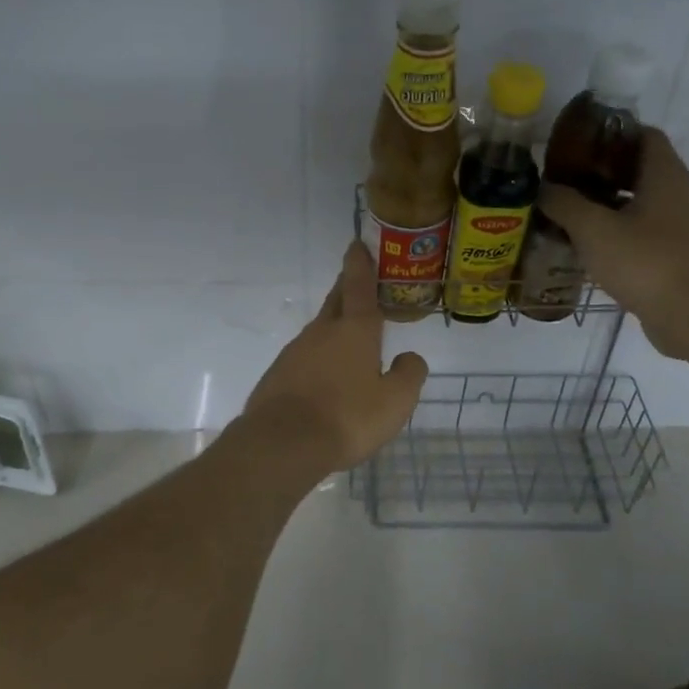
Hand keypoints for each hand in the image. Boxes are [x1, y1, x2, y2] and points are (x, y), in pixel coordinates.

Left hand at [240, 243, 429, 472]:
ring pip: (319, 331)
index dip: (361, 264)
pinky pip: (304, 358)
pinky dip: (318, 359)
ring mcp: (295, 352)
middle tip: (355, 280)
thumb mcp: (395, 402)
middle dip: (346, 287)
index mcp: (354, 330)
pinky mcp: (278, 375)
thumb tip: (410, 357)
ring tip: (348, 342)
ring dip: (333, 328)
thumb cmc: (348, 417)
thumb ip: (409, 375)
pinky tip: (324, 380)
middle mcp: (322, 332)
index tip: (357, 245)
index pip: (359, 286)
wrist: (283, 443)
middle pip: (336, 301)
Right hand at [538, 127, 688, 361]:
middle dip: (599, 171)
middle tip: (562, 179)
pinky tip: (585, 246)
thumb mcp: (593, 228)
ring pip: (637, 203)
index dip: (610, 133)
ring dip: (604, 205)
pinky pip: (640, 232)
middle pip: (637, 169)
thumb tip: (544, 188)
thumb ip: (564, 203)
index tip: (576, 143)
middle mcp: (676, 193)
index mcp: (664, 174)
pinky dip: (614, 232)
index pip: (642, 134)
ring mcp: (678, 227)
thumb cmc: (645, 261)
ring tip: (566, 212)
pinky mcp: (673, 256)